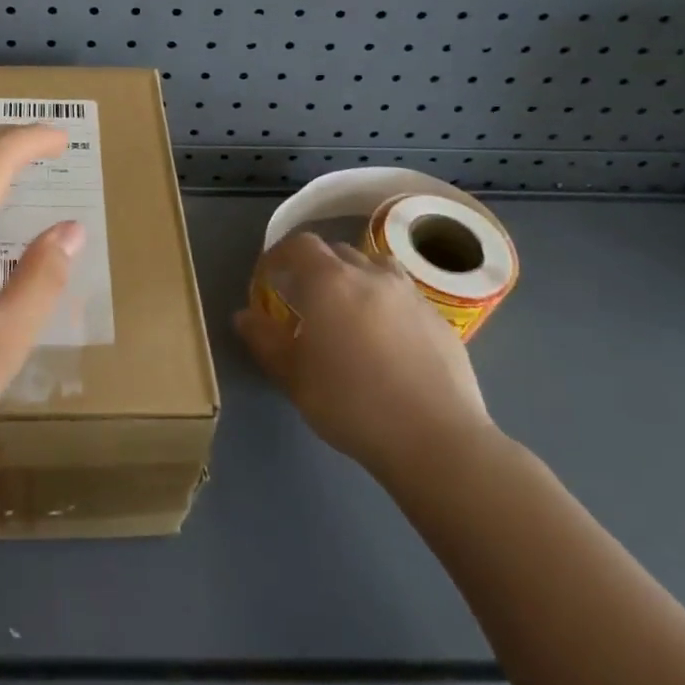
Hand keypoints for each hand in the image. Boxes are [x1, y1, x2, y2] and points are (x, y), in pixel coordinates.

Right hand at [235, 230, 495, 493]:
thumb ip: (264, 340)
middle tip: (306, 298)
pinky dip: (387, 303)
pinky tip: (387, 339)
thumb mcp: (293, 377)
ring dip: (357, 278)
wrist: (435, 439)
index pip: (300, 245)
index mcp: (330, 281)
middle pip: (338, 252)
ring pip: (377, 268)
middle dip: (317, 267)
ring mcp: (411, 295)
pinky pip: (405, 296)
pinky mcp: (440, 320)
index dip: (281, 254)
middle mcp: (371, 276)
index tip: (270, 277)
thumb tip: (244, 316)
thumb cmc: (350, 403)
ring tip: (349, 309)